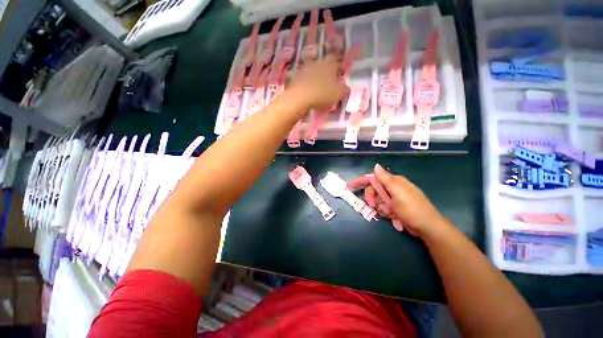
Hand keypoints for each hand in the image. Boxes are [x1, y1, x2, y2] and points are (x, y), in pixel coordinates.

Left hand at [288, 55, 345, 109]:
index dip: (339, 66)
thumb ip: (344, 89)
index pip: (337, 59)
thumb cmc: (323, 93)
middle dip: (327, 72)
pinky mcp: (297, 76)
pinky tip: (309, 91)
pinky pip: (305, 79)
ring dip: (316, 78)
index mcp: (330, 63)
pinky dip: (308, 84)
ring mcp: (306, 68)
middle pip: (324, 65)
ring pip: (314, 71)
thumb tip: (345, 87)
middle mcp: (318, 61)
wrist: (300, 96)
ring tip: (319, 88)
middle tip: (329, 83)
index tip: (340, 74)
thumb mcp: (338, 93)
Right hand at [365, 164, 449, 236]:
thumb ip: (386, 179)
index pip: (373, 178)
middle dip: (371, 198)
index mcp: (393, 182)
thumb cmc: (412, 209)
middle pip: (373, 190)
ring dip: (380, 207)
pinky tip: (393, 217)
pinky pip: (382, 208)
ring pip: (377, 200)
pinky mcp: (395, 208)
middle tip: (373, 206)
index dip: (361, 181)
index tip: (350, 186)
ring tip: (389, 213)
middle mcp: (392, 188)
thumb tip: (376, 165)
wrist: (427, 228)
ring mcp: (394, 199)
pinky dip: (385, 212)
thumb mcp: (397, 192)